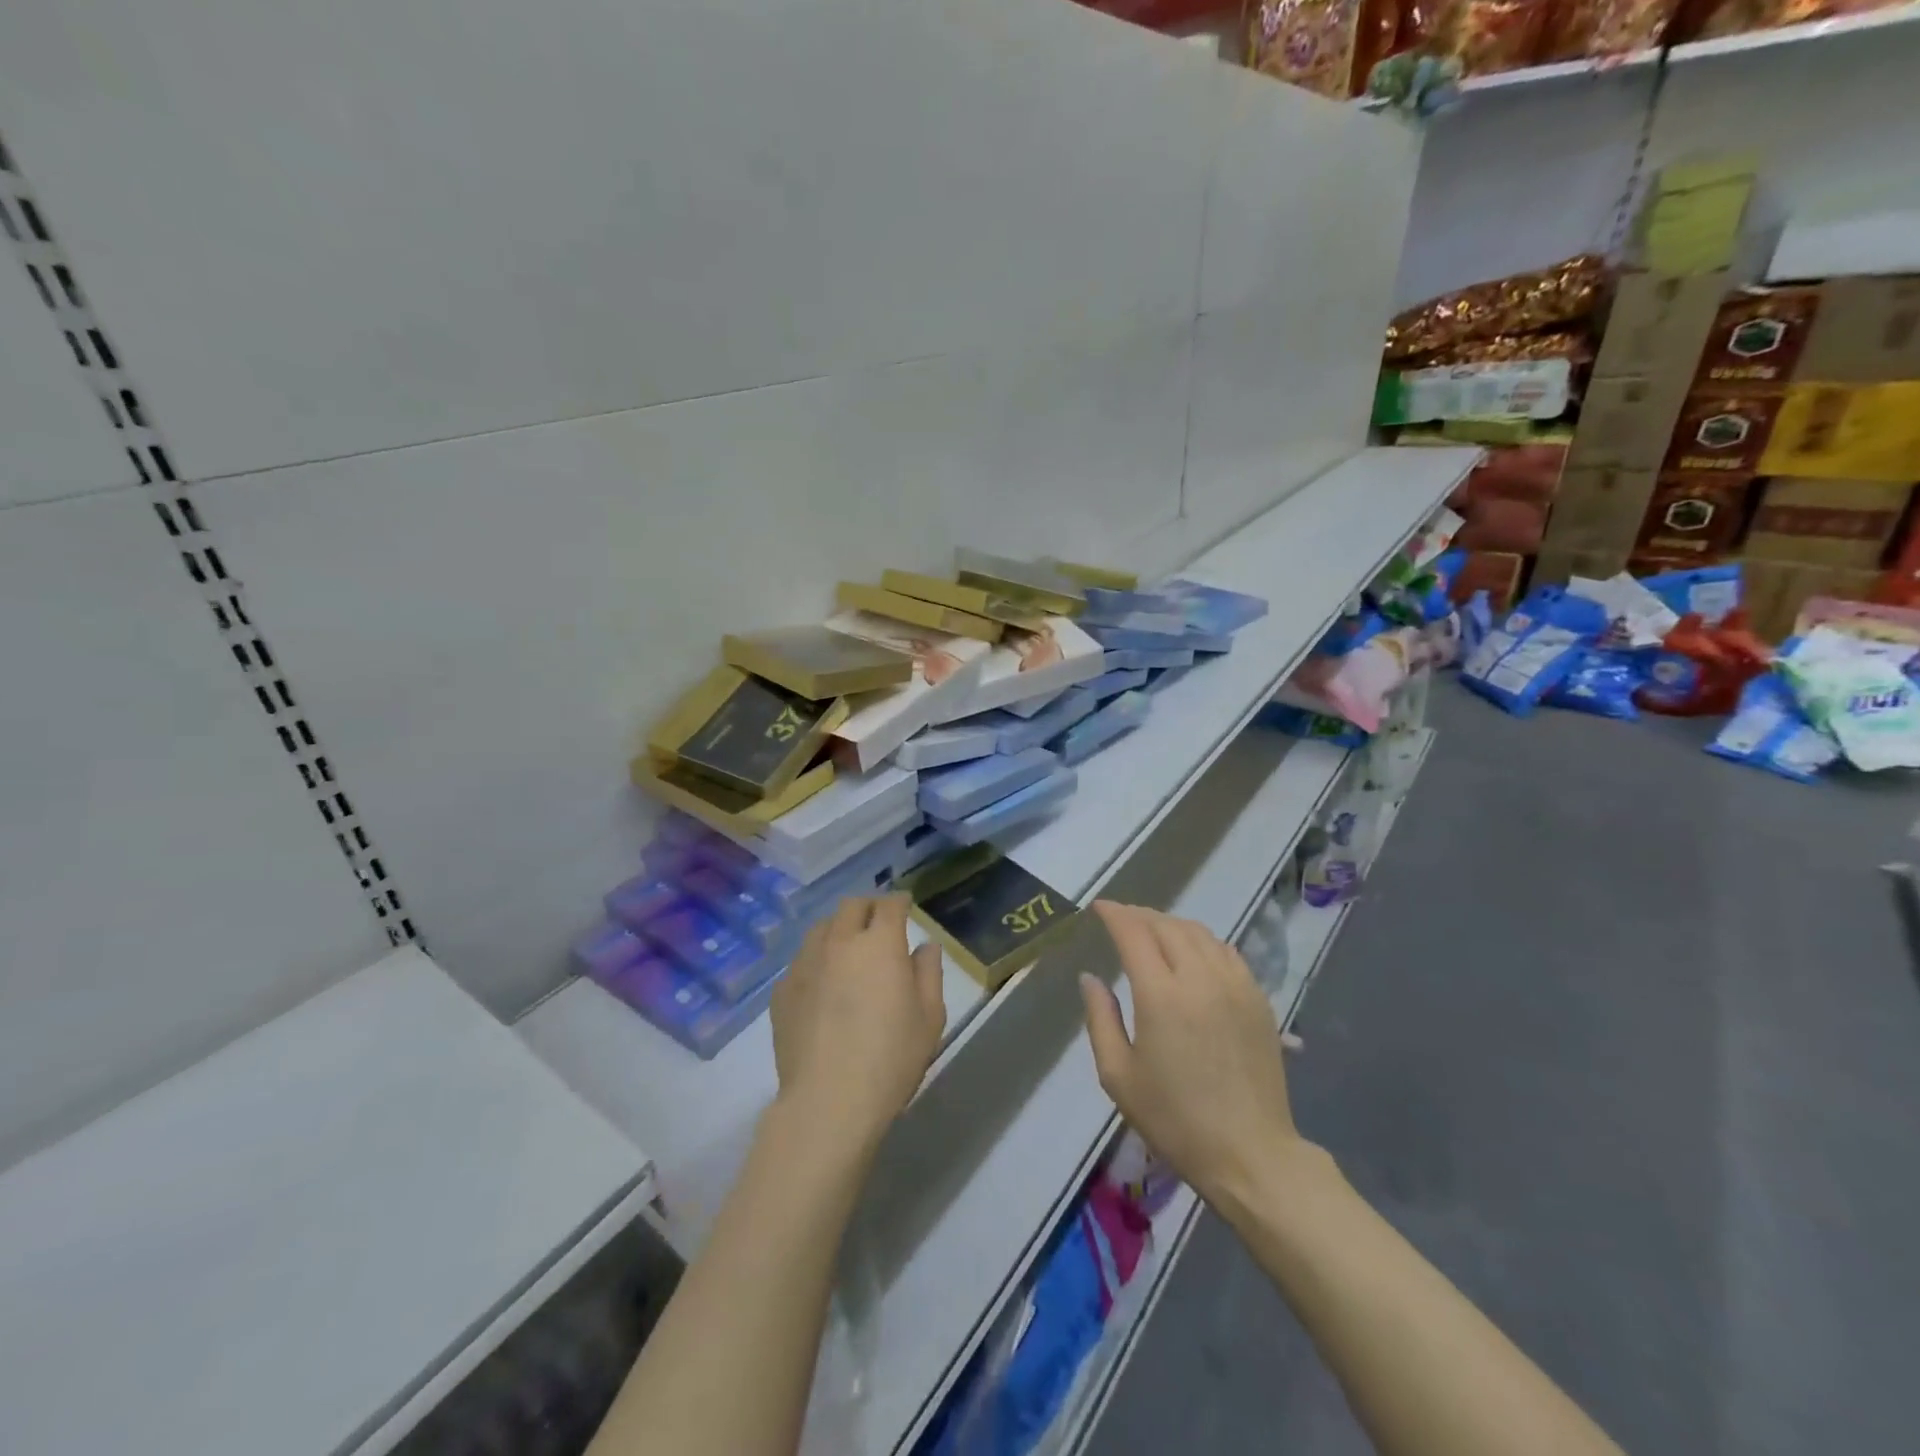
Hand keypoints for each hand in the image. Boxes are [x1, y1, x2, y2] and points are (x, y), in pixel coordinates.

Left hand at [770, 895, 945, 1153]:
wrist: (828, 1102)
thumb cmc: (891, 1058)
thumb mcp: (929, 1017)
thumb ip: (929, 973)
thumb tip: (925, 947)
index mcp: (879, 944)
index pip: (889, 905)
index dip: (899, 901)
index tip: (905, 906)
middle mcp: (839, 942)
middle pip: (851, 906)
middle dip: (868, 908)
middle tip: (878, 923)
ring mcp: (805, 964)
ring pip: (821, 928)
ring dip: (839, 929)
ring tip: (848, 949)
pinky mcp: (782, 991)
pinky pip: (802, 960)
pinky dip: (817, 960)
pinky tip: (823, 984)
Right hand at [1080, 901, 1305, 1206]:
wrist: (1250, 1154)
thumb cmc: (1175, 1120)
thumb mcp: (1119, 1076)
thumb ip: (1100, 1019)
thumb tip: (1090, 978)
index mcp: (1161, 995)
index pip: (1134, 933)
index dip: (1114, 914)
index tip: (1099, 907)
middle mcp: (1200, 978)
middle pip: (1167, 926)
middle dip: (1140, 915)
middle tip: (1121, 919)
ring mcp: (1235, 985)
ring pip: (1199, 933)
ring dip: (1171, 924)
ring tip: (1153, 931)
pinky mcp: (1258, 999)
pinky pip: (1226, 951)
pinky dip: (1202, 941)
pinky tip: (1193, 953)